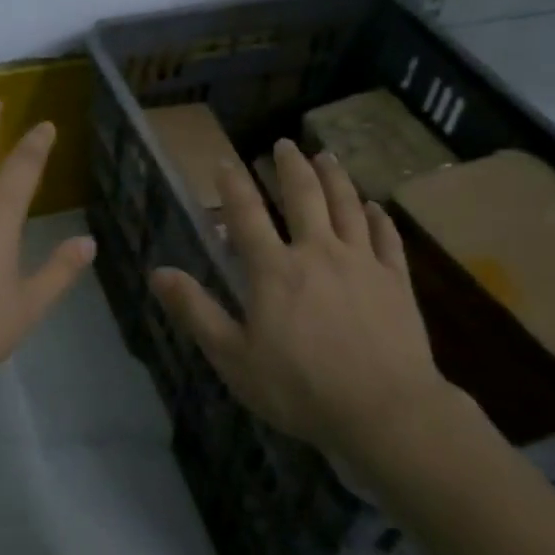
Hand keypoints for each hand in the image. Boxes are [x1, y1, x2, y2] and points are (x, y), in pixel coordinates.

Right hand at [150, 139, 448, 456]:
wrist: (385, 411)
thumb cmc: (301, 388)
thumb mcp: (234, 357)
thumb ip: (197, 311)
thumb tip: (158, 272)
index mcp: (274, 269)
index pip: (248, 214)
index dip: (234, 185)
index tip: (224, 162)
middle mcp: (318, 252)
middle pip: (304, 196)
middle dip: (291, 166)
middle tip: (284, 143)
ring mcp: (362, 262)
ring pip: (348, 206)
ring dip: (335, 177)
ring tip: (326, 156)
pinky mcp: (396, 281)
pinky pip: (387, 238)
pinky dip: (380, 218)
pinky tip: (376, 207)